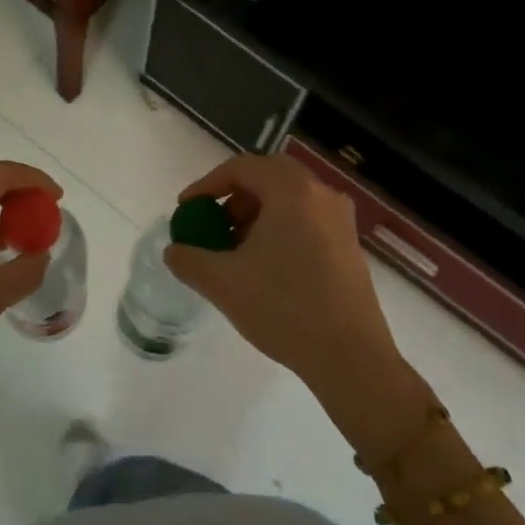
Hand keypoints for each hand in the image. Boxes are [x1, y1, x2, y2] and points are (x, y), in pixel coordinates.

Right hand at [164, 154, 430, 452]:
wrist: (351, 357)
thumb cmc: (284, 308)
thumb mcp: (223, 283)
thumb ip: (189, 259)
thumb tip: (174, 251)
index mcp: (292, 192)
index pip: (242, 167)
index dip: (208, 184)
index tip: (187, 209)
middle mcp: (321, 195)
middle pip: (269, 178)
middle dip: (235, 197)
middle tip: (214, 225)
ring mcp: (341, 220)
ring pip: (290, 200)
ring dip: (257, 215)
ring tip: (236, 252)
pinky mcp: (350, 246)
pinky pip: (307, 220)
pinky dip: (280, 229)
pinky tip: (266, 268)